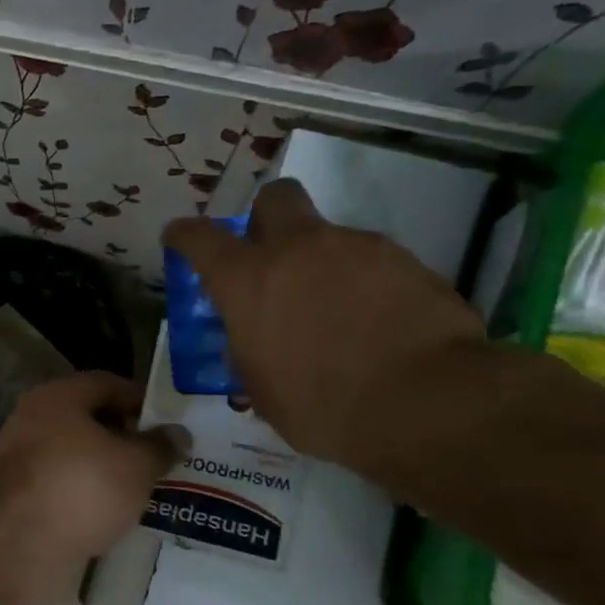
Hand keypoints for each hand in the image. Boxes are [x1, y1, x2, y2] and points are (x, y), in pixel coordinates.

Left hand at [0, 371, 180, 582]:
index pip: (106, 383)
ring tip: (139, 486)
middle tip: (157, 455)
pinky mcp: (16, 495)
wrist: (21, 545)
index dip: (140, 399)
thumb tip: (178, 433)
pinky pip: (60, 483)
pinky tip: (108, 510)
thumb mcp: (137, 465)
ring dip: (103, 466)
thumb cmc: (83, 487)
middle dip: (122, 435)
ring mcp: (18, 458)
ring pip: (72, 453)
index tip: (167, 422)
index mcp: (56, 396)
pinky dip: (83, 491)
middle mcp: (30, 419)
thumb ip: (159, 446)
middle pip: (85, 418)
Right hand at [163, 179, 485, 472]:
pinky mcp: (407, 261)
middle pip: (275, 198)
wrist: (425, 403)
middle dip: (266, 216)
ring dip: (322, 264)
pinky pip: (371, 262)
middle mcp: (298, 249)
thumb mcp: (262, 390)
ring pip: (328, 238)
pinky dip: (365, 284)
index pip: (200, 238)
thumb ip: (248, 352)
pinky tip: (375, 323)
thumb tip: (251, 344)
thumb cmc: (322, 406)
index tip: (179, 238)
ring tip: (336, 313)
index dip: (184, 235)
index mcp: (247, 281)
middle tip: (270, 254)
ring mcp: (356, 248)